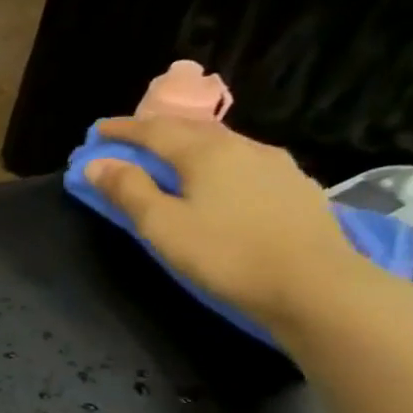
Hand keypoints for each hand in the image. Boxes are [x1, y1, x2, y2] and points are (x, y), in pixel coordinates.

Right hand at [84, 116, 404, 340]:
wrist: (314, 284)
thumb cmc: (225, 253)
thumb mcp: (162, 225)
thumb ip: (128, 190)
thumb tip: (97, 163)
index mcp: (205, 152)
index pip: (154, 130)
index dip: (122, 129)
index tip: (97, 131)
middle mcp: (242, 146)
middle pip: (190, 129)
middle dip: (155, 131)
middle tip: (128, 140)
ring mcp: (274, 164)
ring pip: (220, 143)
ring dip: (187, 144)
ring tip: (168, 157)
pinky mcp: (294, 185)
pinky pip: (242, 160)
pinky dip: (214, 161)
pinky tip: (215, 178)